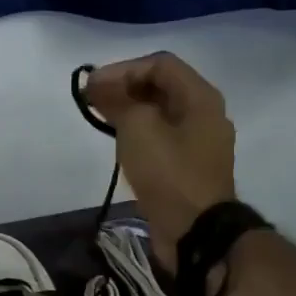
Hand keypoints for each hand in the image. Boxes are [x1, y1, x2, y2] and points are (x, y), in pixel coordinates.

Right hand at [84, 51, 236, 271]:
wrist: (196, 232)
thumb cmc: (169, 173)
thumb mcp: (138, 128)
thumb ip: (118, 100)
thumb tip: (99, 85)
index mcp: (200, 97)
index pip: (160, 64)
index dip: (123, 68)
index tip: (93, 85)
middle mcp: (204, 114)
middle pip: (161, 85)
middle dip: (124, 86)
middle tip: (91, 99)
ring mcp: (198, 141)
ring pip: (159, 111)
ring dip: (128, 108)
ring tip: (98, 116)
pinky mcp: (187, 165)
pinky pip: (160, 135)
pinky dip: (137, 130)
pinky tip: (117, 139)